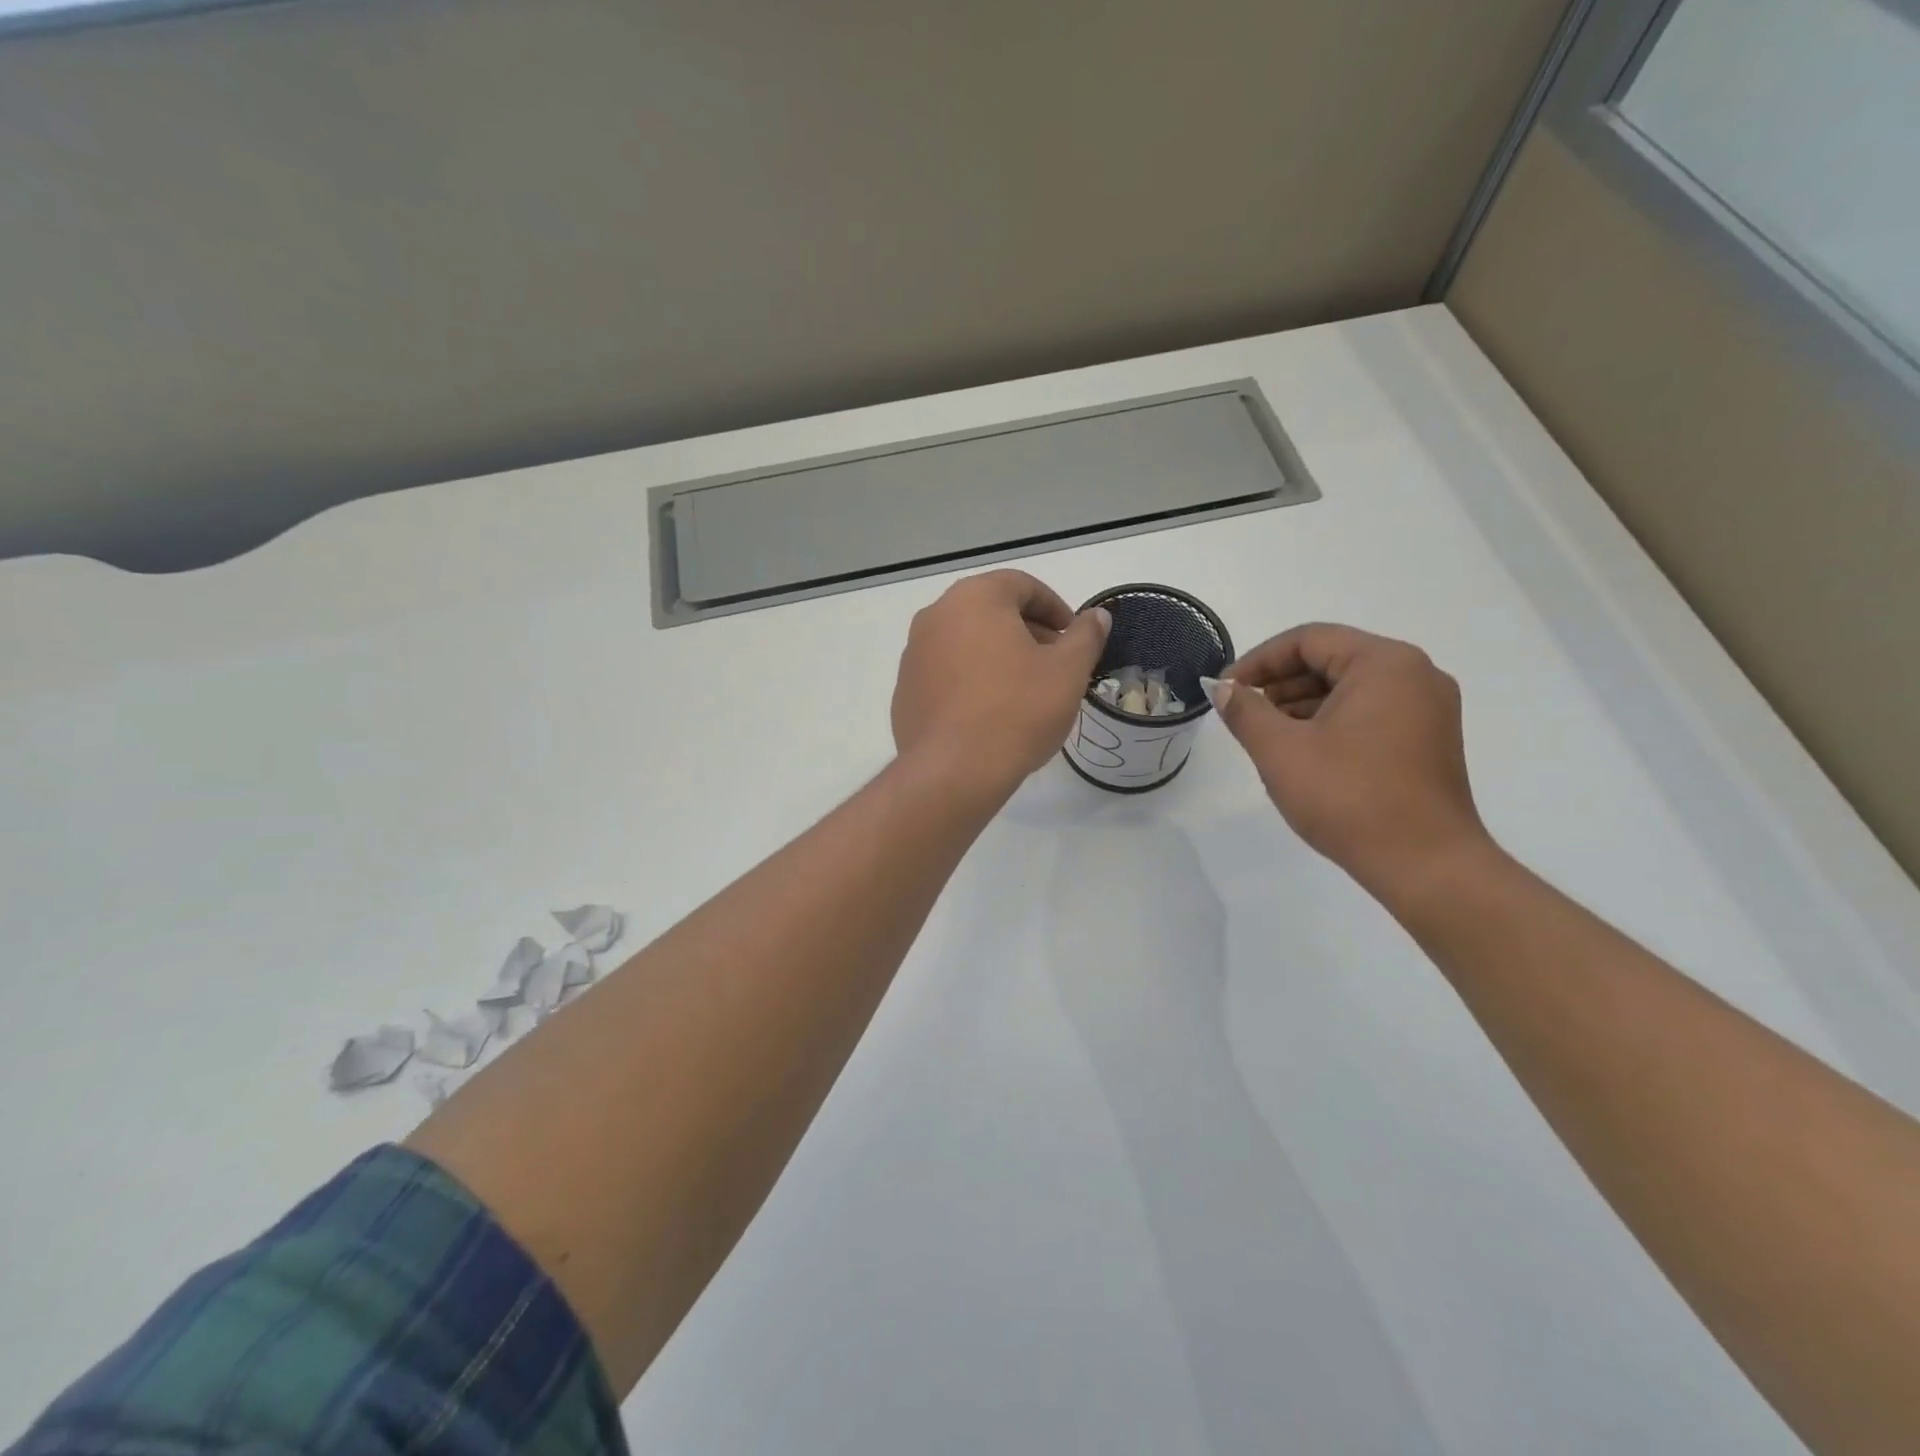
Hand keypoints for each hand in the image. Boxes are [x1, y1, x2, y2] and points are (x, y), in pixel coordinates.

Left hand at [892, 570, 1110, 796]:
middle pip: (991, 610)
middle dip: (1027, 631)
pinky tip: (990, 712)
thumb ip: (1085, 637)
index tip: (1073, 637)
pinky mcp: (904, 690)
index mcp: (975, 598)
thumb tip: (1097, 617)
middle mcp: (936, 616)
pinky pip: (946, 672)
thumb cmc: (1017, 711)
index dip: (1055, 608)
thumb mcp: (1067, 672)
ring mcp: (914, 654)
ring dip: (998, 655)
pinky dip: (971, 679)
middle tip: (1054, 663)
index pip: (1021, 585)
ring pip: (966, 641)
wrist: (952, 772)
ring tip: (1025, 690)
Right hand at [1209, 624, 1490, 895]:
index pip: (1308, 640)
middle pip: (1332, 659)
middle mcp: (1415, 674)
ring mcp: (1428, 708)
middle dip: (1280, 683)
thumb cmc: (1349, 798)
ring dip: (1302, 703)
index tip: (1226, 689)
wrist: (1426, 865)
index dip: (1259, 661)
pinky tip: (1303, 752)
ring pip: (1350, 687)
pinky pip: (1370, 712)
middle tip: (1243, 712)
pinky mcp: (1428, 739)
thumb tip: (1223, 688)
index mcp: (1384, 664)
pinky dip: (1331, 721)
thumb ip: (1245, 711)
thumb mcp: (1281, 751)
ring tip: (1267, 735)